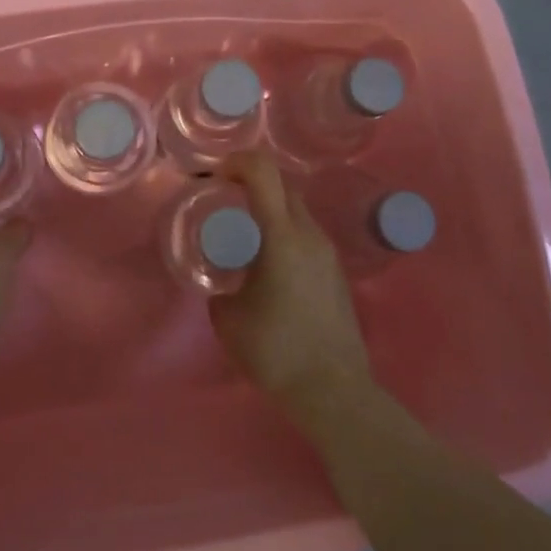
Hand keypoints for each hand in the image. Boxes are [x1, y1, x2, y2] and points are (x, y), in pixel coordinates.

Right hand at [209, 152, 372, 417]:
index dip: (236, 161)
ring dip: (270, 210)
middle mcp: (309, 234)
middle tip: (225, 202)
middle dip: (251, 183)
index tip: (214, 177)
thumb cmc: (276, 350)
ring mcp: (328, 252)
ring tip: (244, 238)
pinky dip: (284, 234)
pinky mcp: (336, 271)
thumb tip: (225, 286)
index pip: (263, 171)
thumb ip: (220, 289)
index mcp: (282, 236)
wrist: (333, 389)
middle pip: (282, 185)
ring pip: (296, 210)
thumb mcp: (228, 318)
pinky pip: (306, 235)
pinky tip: (269, 267)